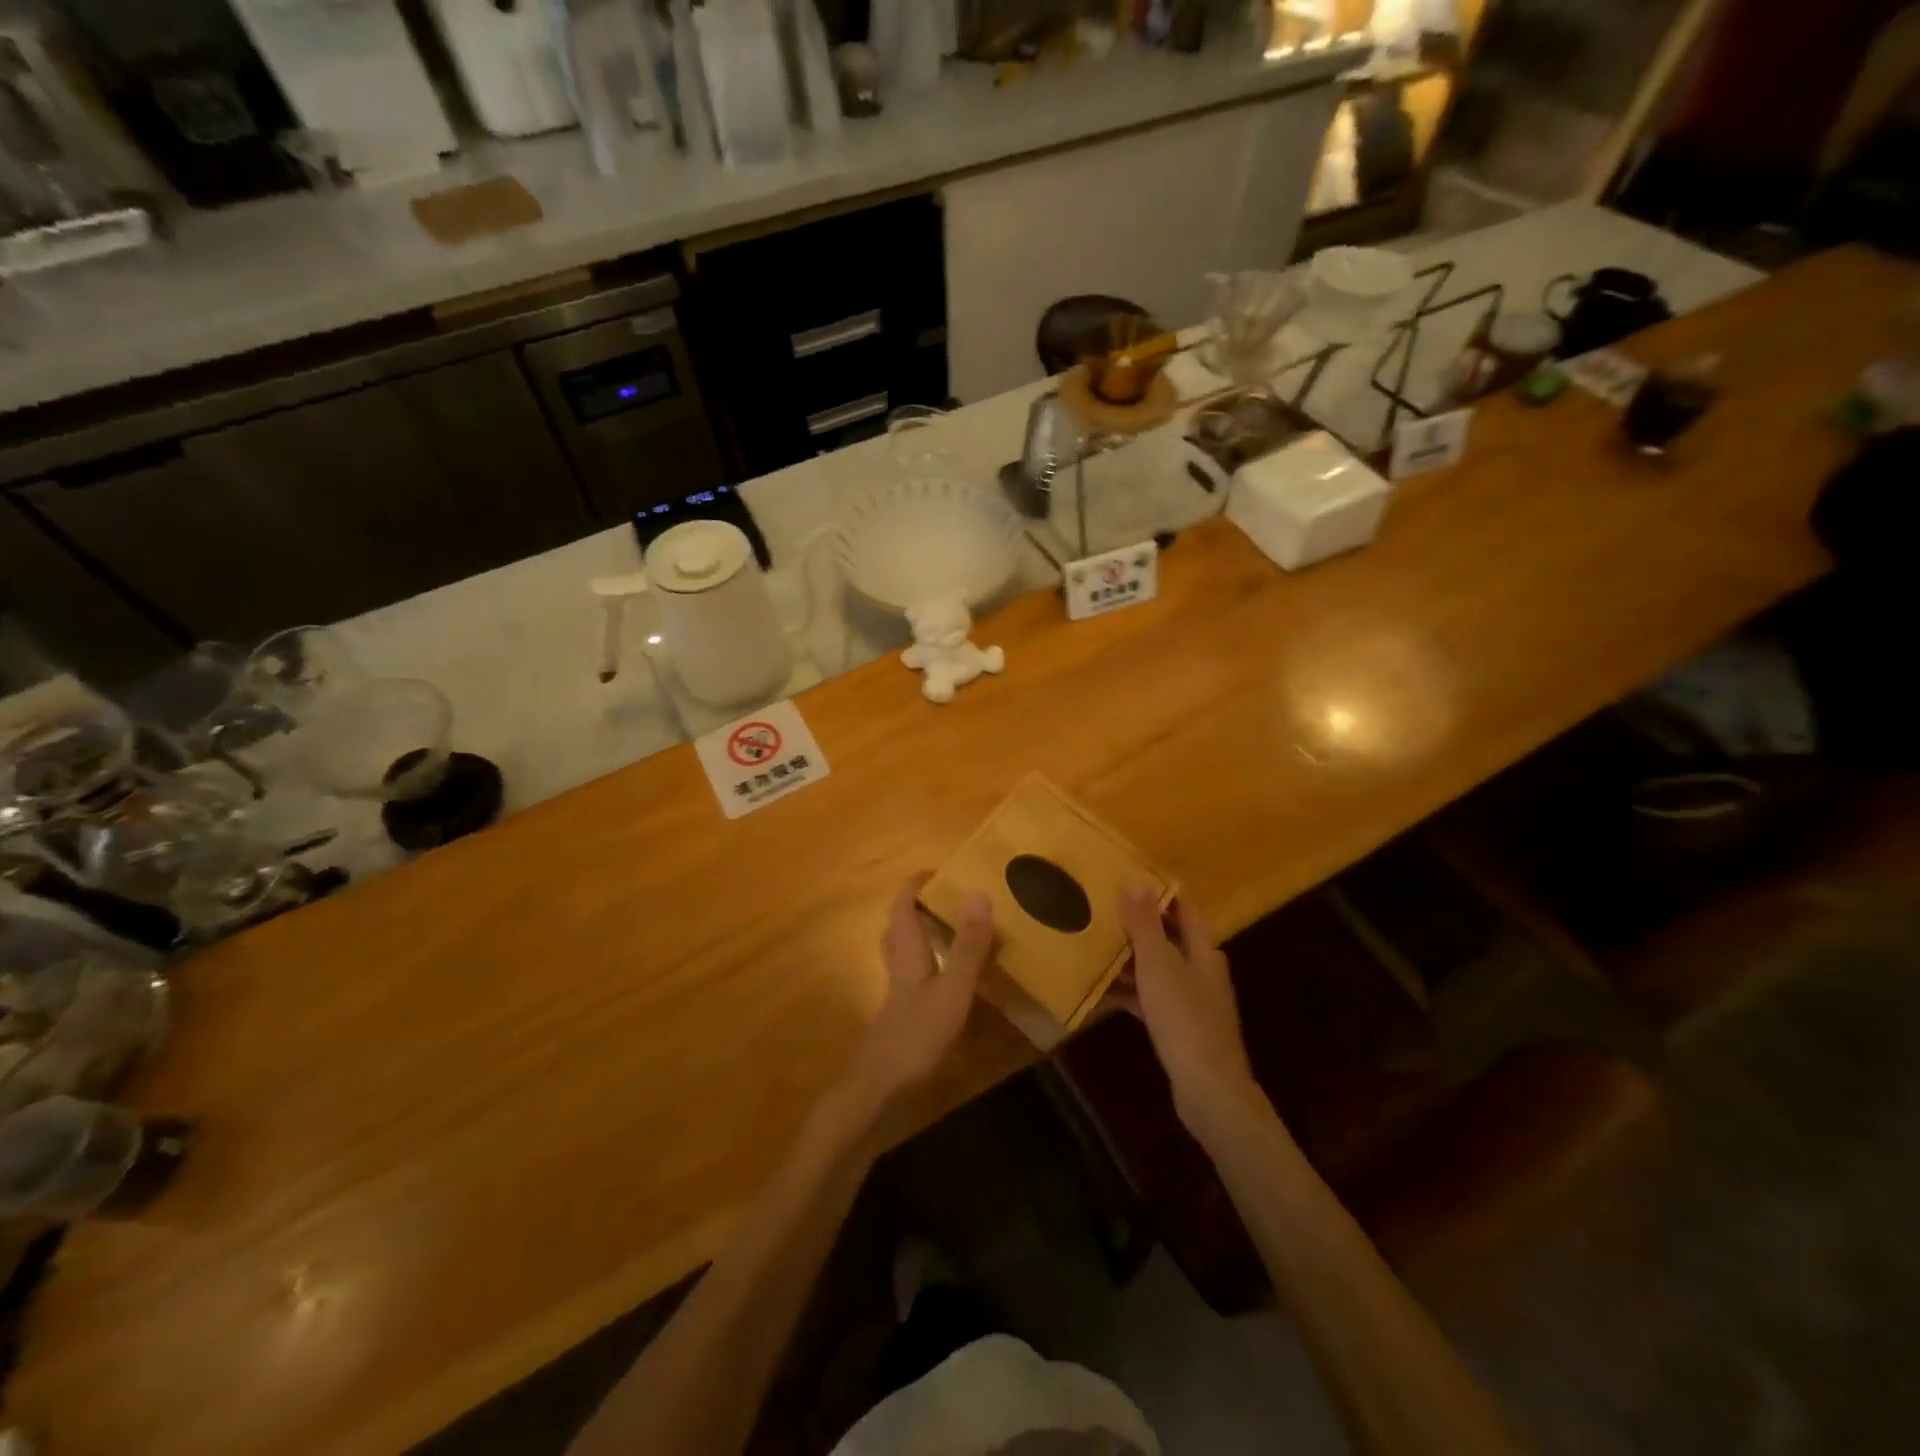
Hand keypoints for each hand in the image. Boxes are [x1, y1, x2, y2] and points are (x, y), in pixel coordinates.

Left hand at [840, 875, 993, 1117]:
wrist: (879, 1093)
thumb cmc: (916, 1037)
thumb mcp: (952, 990)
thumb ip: (967, 946)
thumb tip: (978, 893)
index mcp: (907, 953)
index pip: (902, 907)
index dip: (915, 885)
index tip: (940, 870)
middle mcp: (899, 968)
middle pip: (898, 928)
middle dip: (917, 908)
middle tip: (947, 899)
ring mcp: (899, 996)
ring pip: (904, 954)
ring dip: (922, 936)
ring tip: (952, 931)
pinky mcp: (903, 1019)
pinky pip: (915, 979)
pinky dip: (930, 967)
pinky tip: (951, 982)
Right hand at [1112, 887, 1259, 1136]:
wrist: (1209, 1089)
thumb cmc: (1184, 1018)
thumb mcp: (1159, 965)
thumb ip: (1146, 925)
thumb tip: (1136, 882)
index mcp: (1204, 949)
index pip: (1184, 907)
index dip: (1160, 891)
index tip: (1127, 877)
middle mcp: (1202, 969)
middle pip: (1169, 936)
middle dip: (1138, 923)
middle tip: (1101, 909)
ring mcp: (1193, 1000)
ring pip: (1158, 968)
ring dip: (1130, 958)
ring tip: (1094, 946)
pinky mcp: (1181, 1026)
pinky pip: (1151, 998)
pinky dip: (1130, 991)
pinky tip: (1102, 992)